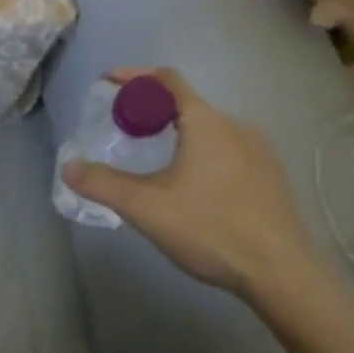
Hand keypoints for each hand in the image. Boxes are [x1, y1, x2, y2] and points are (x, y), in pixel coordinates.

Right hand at [61, 67, 316, 298]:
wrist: (285, 277)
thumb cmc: (211, 229)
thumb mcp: (145, 207)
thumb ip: (102, 183)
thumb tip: (68, 168)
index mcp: (205, 121)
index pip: (166, 79)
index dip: (134, 76)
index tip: (108, 84)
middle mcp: (235, 126)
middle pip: (186, 104)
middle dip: (152, 110)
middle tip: (126, 130)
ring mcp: (260, 153)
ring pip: (209, 129)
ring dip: (178, 134)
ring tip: (156, 159)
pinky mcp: (273, 179)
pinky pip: (228, 151)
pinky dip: (202, 153)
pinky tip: (195, 189)